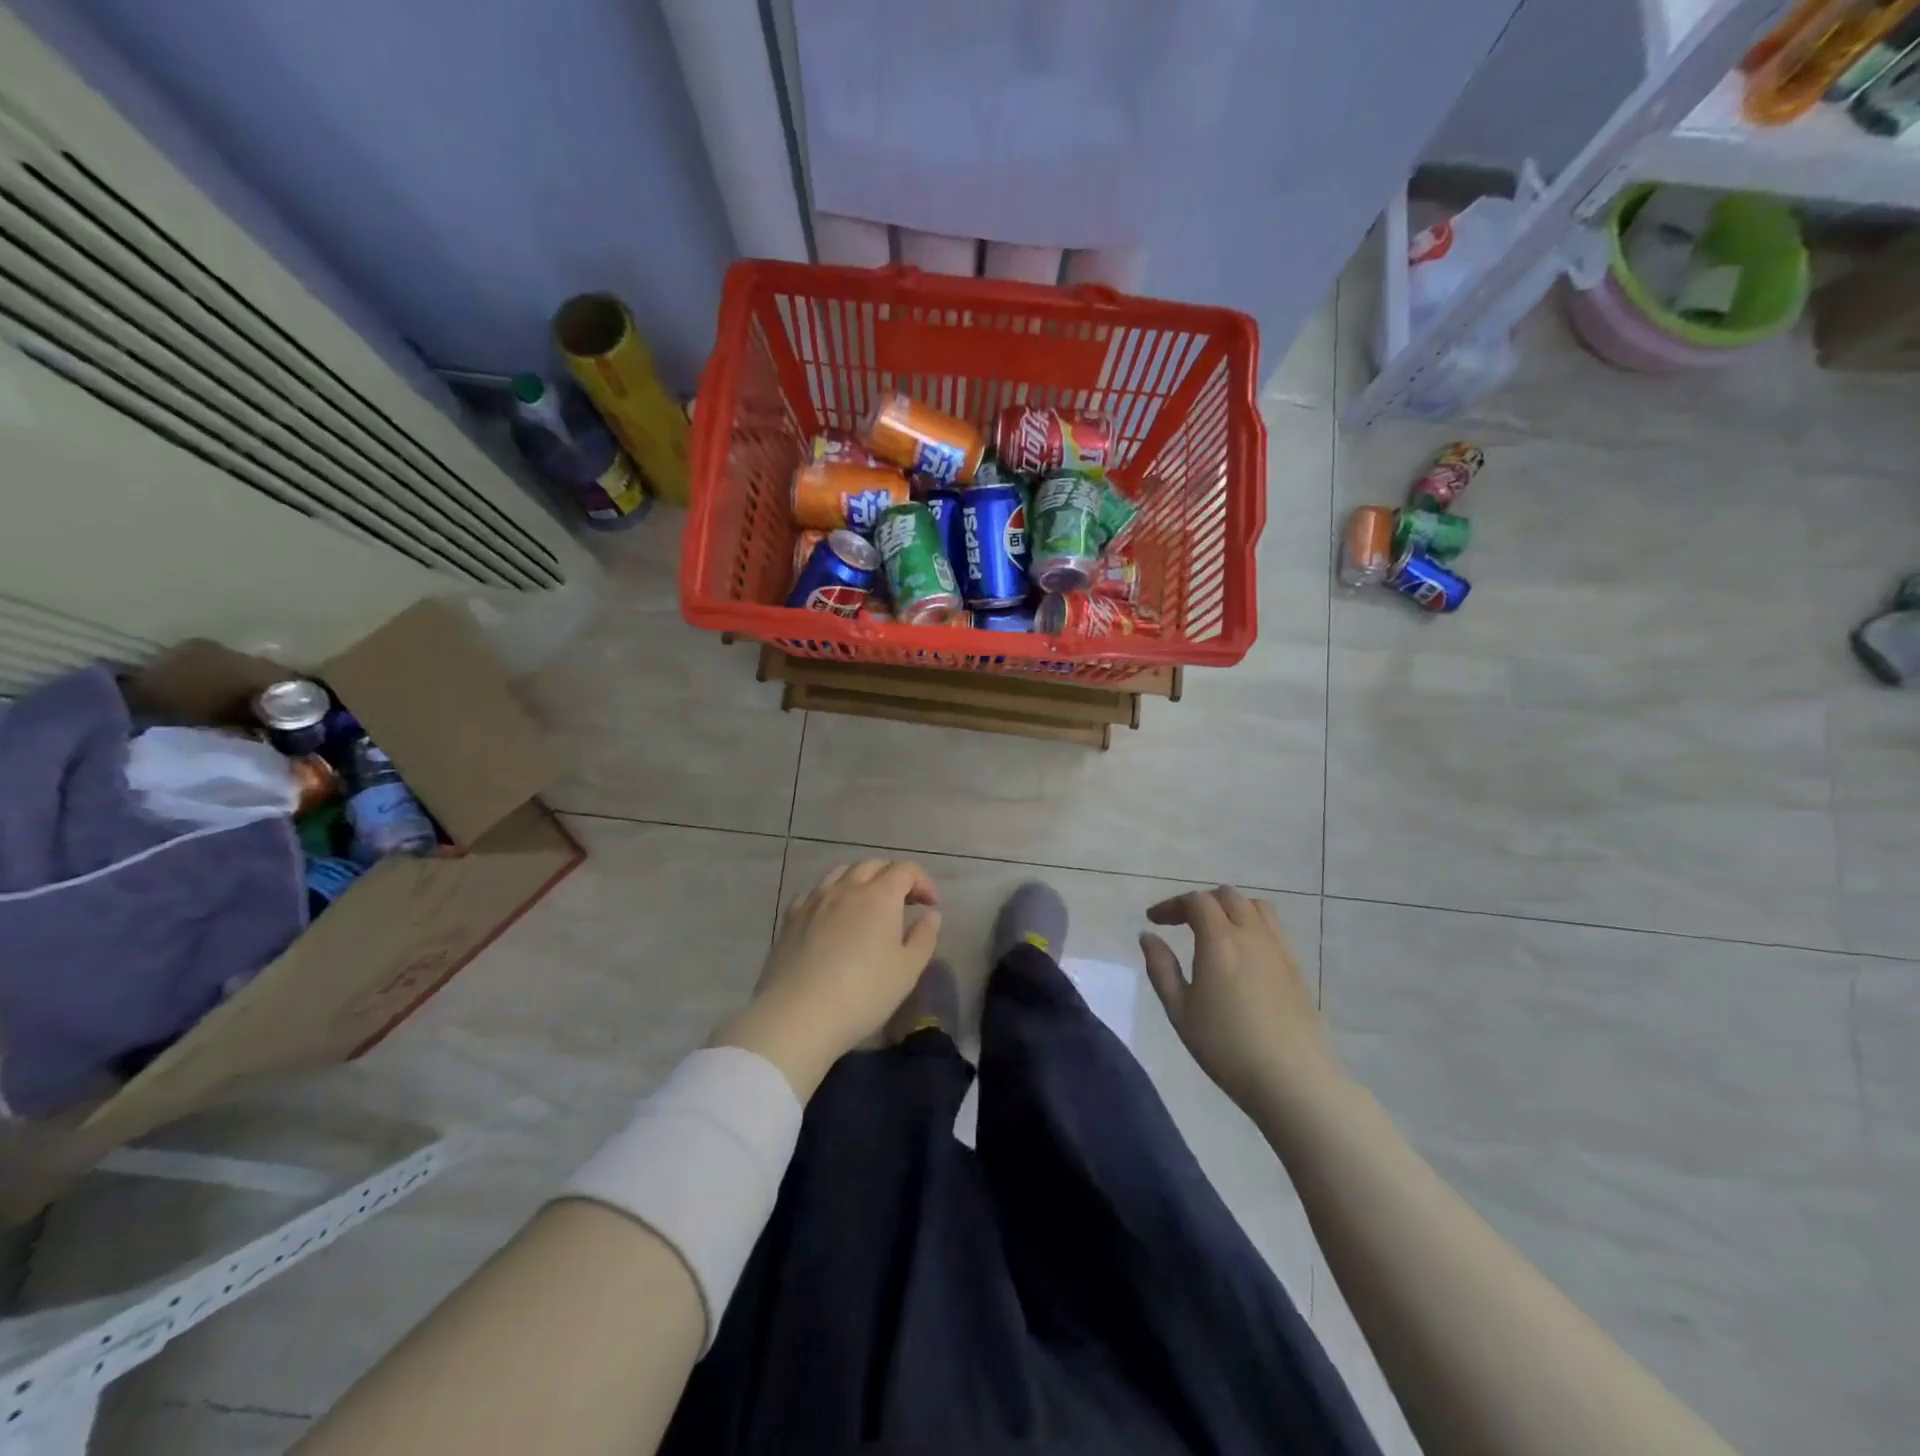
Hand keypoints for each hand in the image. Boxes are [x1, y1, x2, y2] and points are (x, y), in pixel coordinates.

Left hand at [713, 860, 940, 1097]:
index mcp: (880, 896)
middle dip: (893, 877)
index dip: (922, 881)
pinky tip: (831, 917)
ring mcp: (815, 900)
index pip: (906, 869)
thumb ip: (924, 937)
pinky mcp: (791, 917)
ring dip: (861, 880)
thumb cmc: (863, 994)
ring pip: (841, 872)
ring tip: (867, 905)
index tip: (930, 905)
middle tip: (904, 903)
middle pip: (873, 865)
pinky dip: (831, 896)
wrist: (797, 1016)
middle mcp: (847, 888)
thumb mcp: (907, 970)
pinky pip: (815, 892)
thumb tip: (930, 914)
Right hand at [1140, 887, 1344, 1110]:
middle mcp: (1252, 934)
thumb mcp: (1180, 1011)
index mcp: (1220, 940)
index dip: (1172, 905)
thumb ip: (1161, 968)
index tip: (1154, 921)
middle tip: (1181, 923)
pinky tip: (1242, 954)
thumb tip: (1148, 937)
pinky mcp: (1296, 967)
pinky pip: (1273, 928)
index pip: (1196, 901)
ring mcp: (1279, 949)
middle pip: (1227, 896)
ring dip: (1230, 908)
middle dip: (1200, 902)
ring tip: (1214, 932)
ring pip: (1255, 907)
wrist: (1292, 1080)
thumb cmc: (1227, 1047)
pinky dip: (1252, 924)